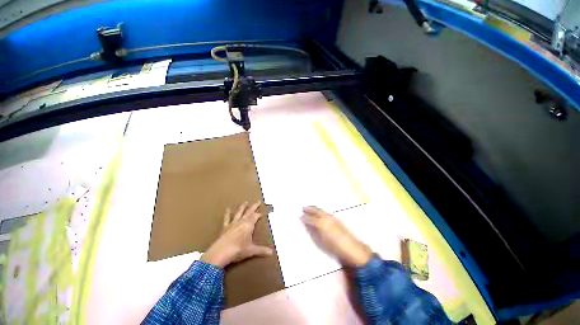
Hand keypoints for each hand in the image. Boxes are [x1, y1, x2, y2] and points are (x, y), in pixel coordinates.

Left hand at [201, 202, 272, 268]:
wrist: (220, 253)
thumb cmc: (238, 250)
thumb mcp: (251, 250)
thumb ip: (261, 250)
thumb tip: (271, 253)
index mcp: (249, 224)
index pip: (256, 216)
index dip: (259, 214)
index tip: (263, 212)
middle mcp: (242, 221)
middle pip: (249, 212)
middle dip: (254, 206)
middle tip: (258, 201)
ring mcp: (233, 223)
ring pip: (239, 212)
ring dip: (243, 207)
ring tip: (245, 202)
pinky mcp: (225, 227)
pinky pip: (227, 218)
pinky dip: (227, 213)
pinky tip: (227, 209)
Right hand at [301, 206, 372, 266]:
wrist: (352, 249)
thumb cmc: (334, 247)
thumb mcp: (321, 241)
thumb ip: (314, 231)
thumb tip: (308, 225)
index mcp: (321, 223)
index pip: (310, 219)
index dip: (304, 218)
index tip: (300, 217)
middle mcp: (326, 217)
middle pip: (316, 210)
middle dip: (309, 209)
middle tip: (303, 208)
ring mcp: (332, 217)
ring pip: (321, 210)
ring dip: (314, 208)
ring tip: (310, 208)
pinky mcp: (336, 219)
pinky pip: (325, 212)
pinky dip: (320, 211)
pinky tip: (319, 213)